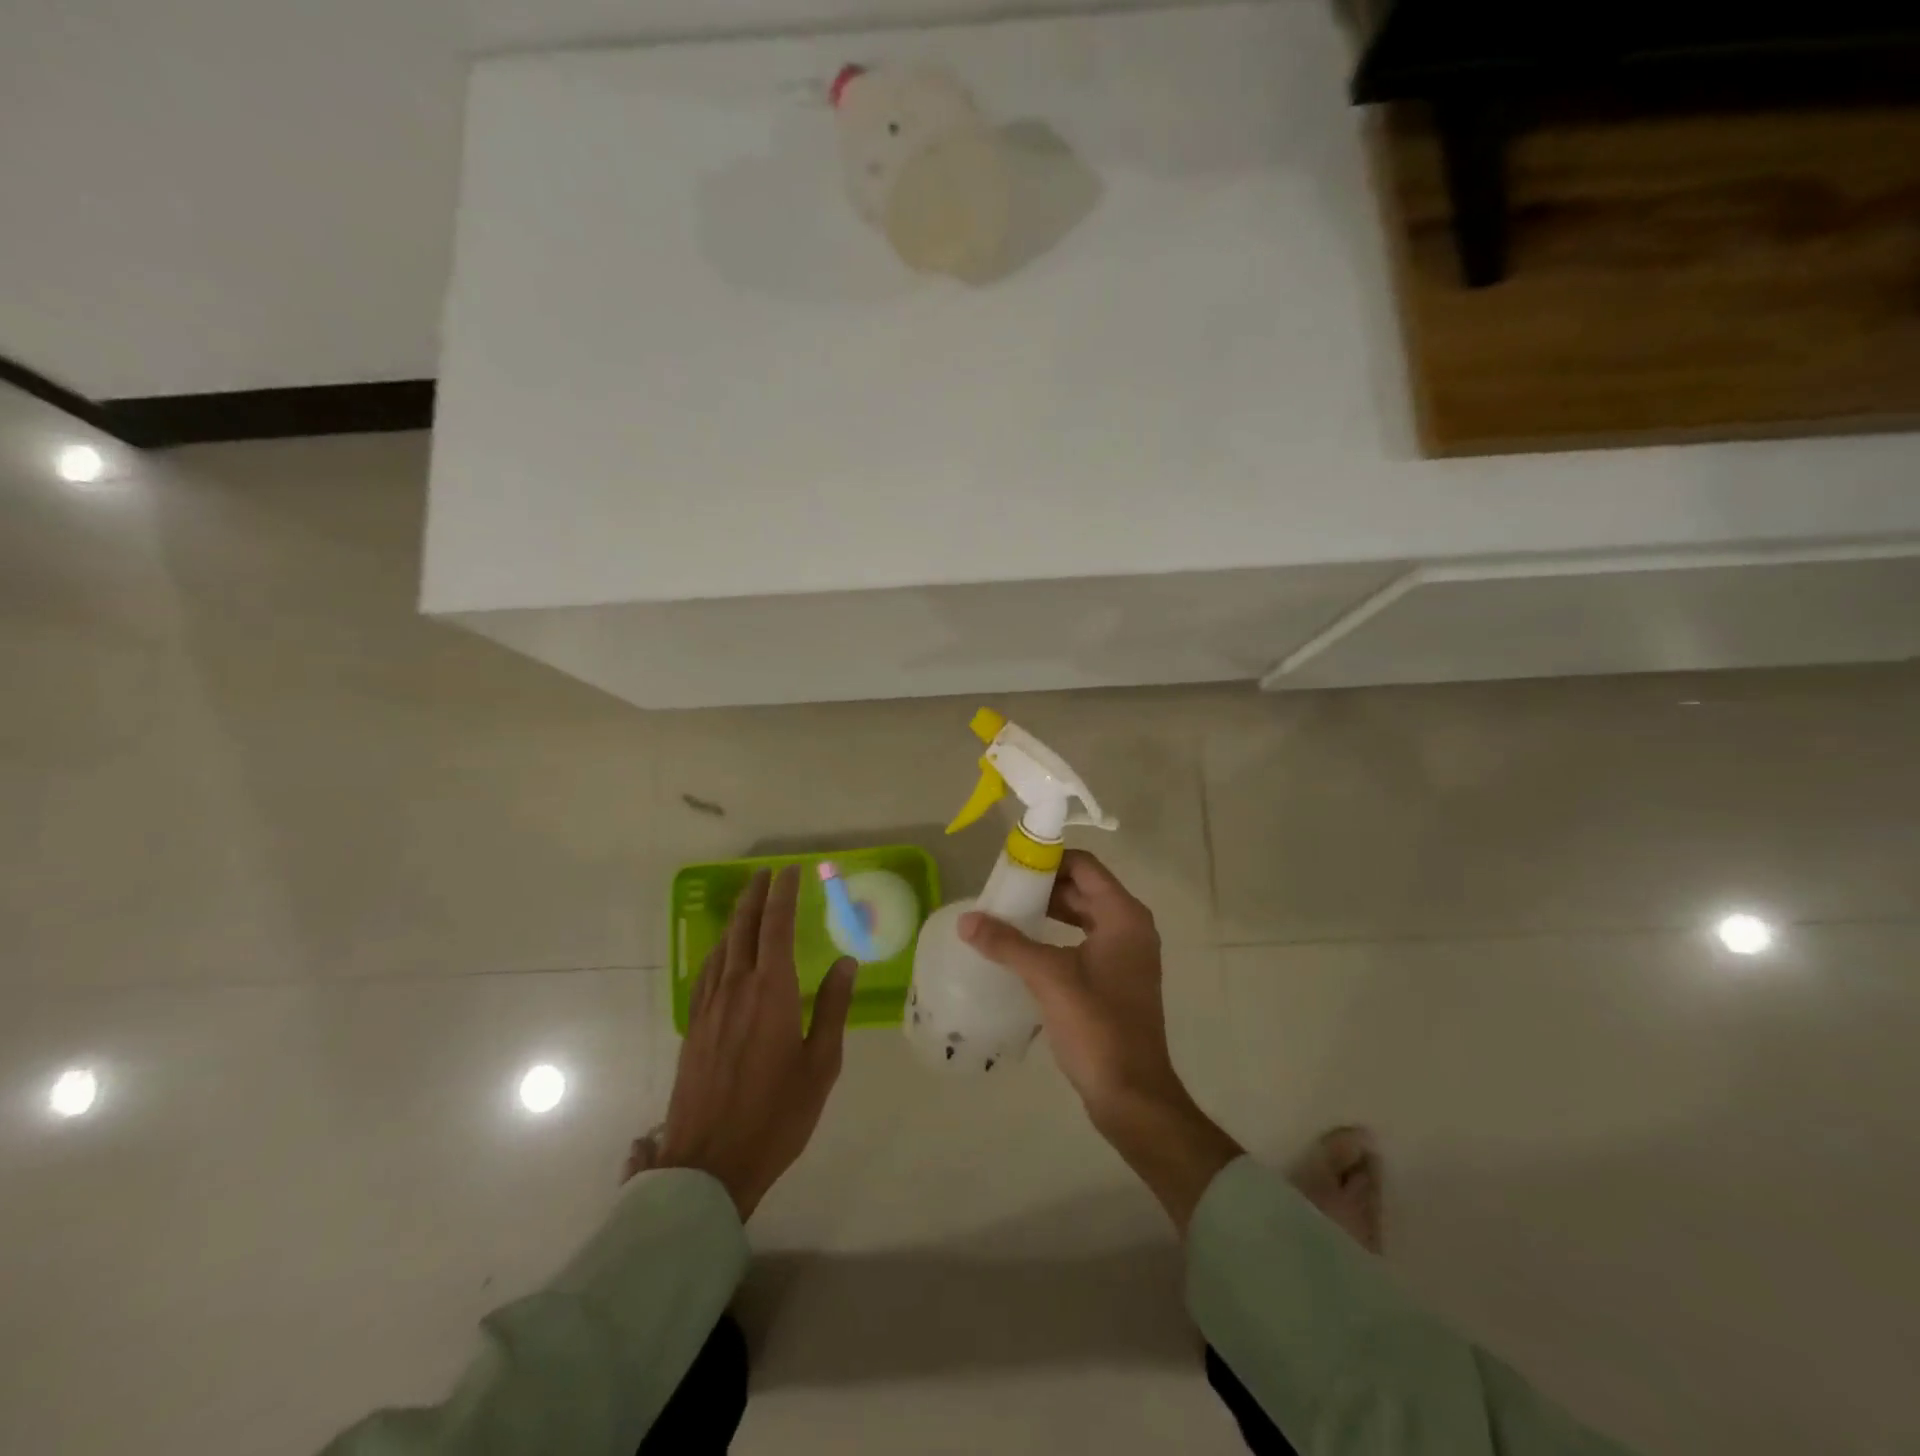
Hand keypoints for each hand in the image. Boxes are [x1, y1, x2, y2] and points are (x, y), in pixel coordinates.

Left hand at [656, 867, 855, 1220]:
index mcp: (772, 992)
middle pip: (744, 928)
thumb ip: (832, 1007)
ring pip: (722, 947)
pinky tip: (723, 953)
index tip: (790, 871)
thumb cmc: (777, 1114)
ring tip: (748, 902)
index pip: (777, 926)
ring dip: (736, 919)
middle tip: (766, 873)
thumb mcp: (821, 1064)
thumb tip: (844, 962)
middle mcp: (737, 988)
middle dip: (755, 895)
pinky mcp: (694, 1027)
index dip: (783, 894)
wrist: (710, 1163)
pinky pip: (706, 972)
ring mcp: (710, 1007)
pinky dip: (719, 950)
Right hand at [959, 850, 1241, 1232]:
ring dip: (1048, 910)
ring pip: (1082, 915)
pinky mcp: (1116, 979)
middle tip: (1001, 890)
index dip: (1048, 859)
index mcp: (1123, 916)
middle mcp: (1130, 927)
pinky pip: (1084, 940)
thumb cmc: (1097, 1026)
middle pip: (1083, 888)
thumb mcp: (1049, 978)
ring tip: (1007, 914)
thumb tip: (966, 920)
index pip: (1084, 866)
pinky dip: (1057, 935)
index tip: (1011, 865)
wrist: (1132, 1094)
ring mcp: (1126, 955)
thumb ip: (1007, 944)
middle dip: (1043, 885)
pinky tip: (1026, 948)